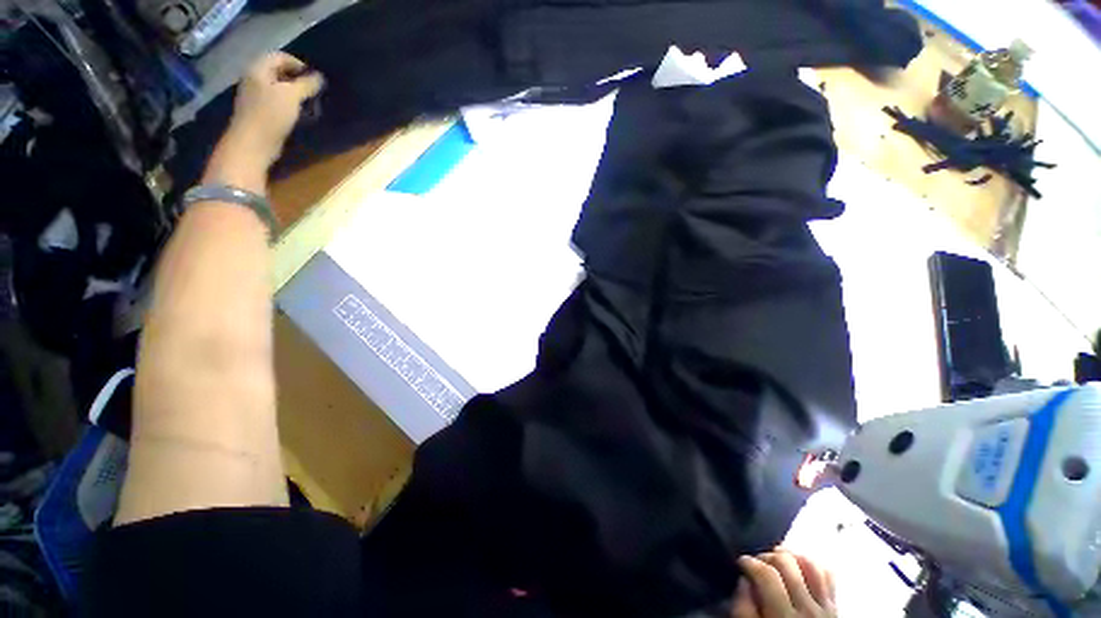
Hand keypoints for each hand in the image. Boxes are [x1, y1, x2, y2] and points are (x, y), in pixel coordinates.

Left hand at [226, 52, 324, 168]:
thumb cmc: (271, 115)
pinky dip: (289, 104)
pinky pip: (276, 101)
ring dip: (294, 93)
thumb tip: (319, 77)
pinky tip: (298, 114)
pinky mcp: (259, 112)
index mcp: (258, 69)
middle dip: (297, 79)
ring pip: (278, 87)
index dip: (298, 64)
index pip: (279, 56)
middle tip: (314, 91)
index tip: (315, 79)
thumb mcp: (292, 96)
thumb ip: (306, 84)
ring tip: (309, 103)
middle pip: (278, 71)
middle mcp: (254, 79)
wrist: (253, 144)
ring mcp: (255, 96)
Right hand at [731, 549, 836, 617]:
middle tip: (757, 563)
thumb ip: (743, 608)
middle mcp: (808, 609)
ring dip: (790, 557)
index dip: (749, 562)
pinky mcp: (835, 605)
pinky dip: (811, 566)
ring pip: (810, 563)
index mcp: (784, 617)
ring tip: (776, 562)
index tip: (741, 563)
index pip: (767, 574)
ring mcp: (826, 606)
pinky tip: (798, 569)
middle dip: (767, 556)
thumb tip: (744, 580)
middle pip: (786, 563)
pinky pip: (828, 575)